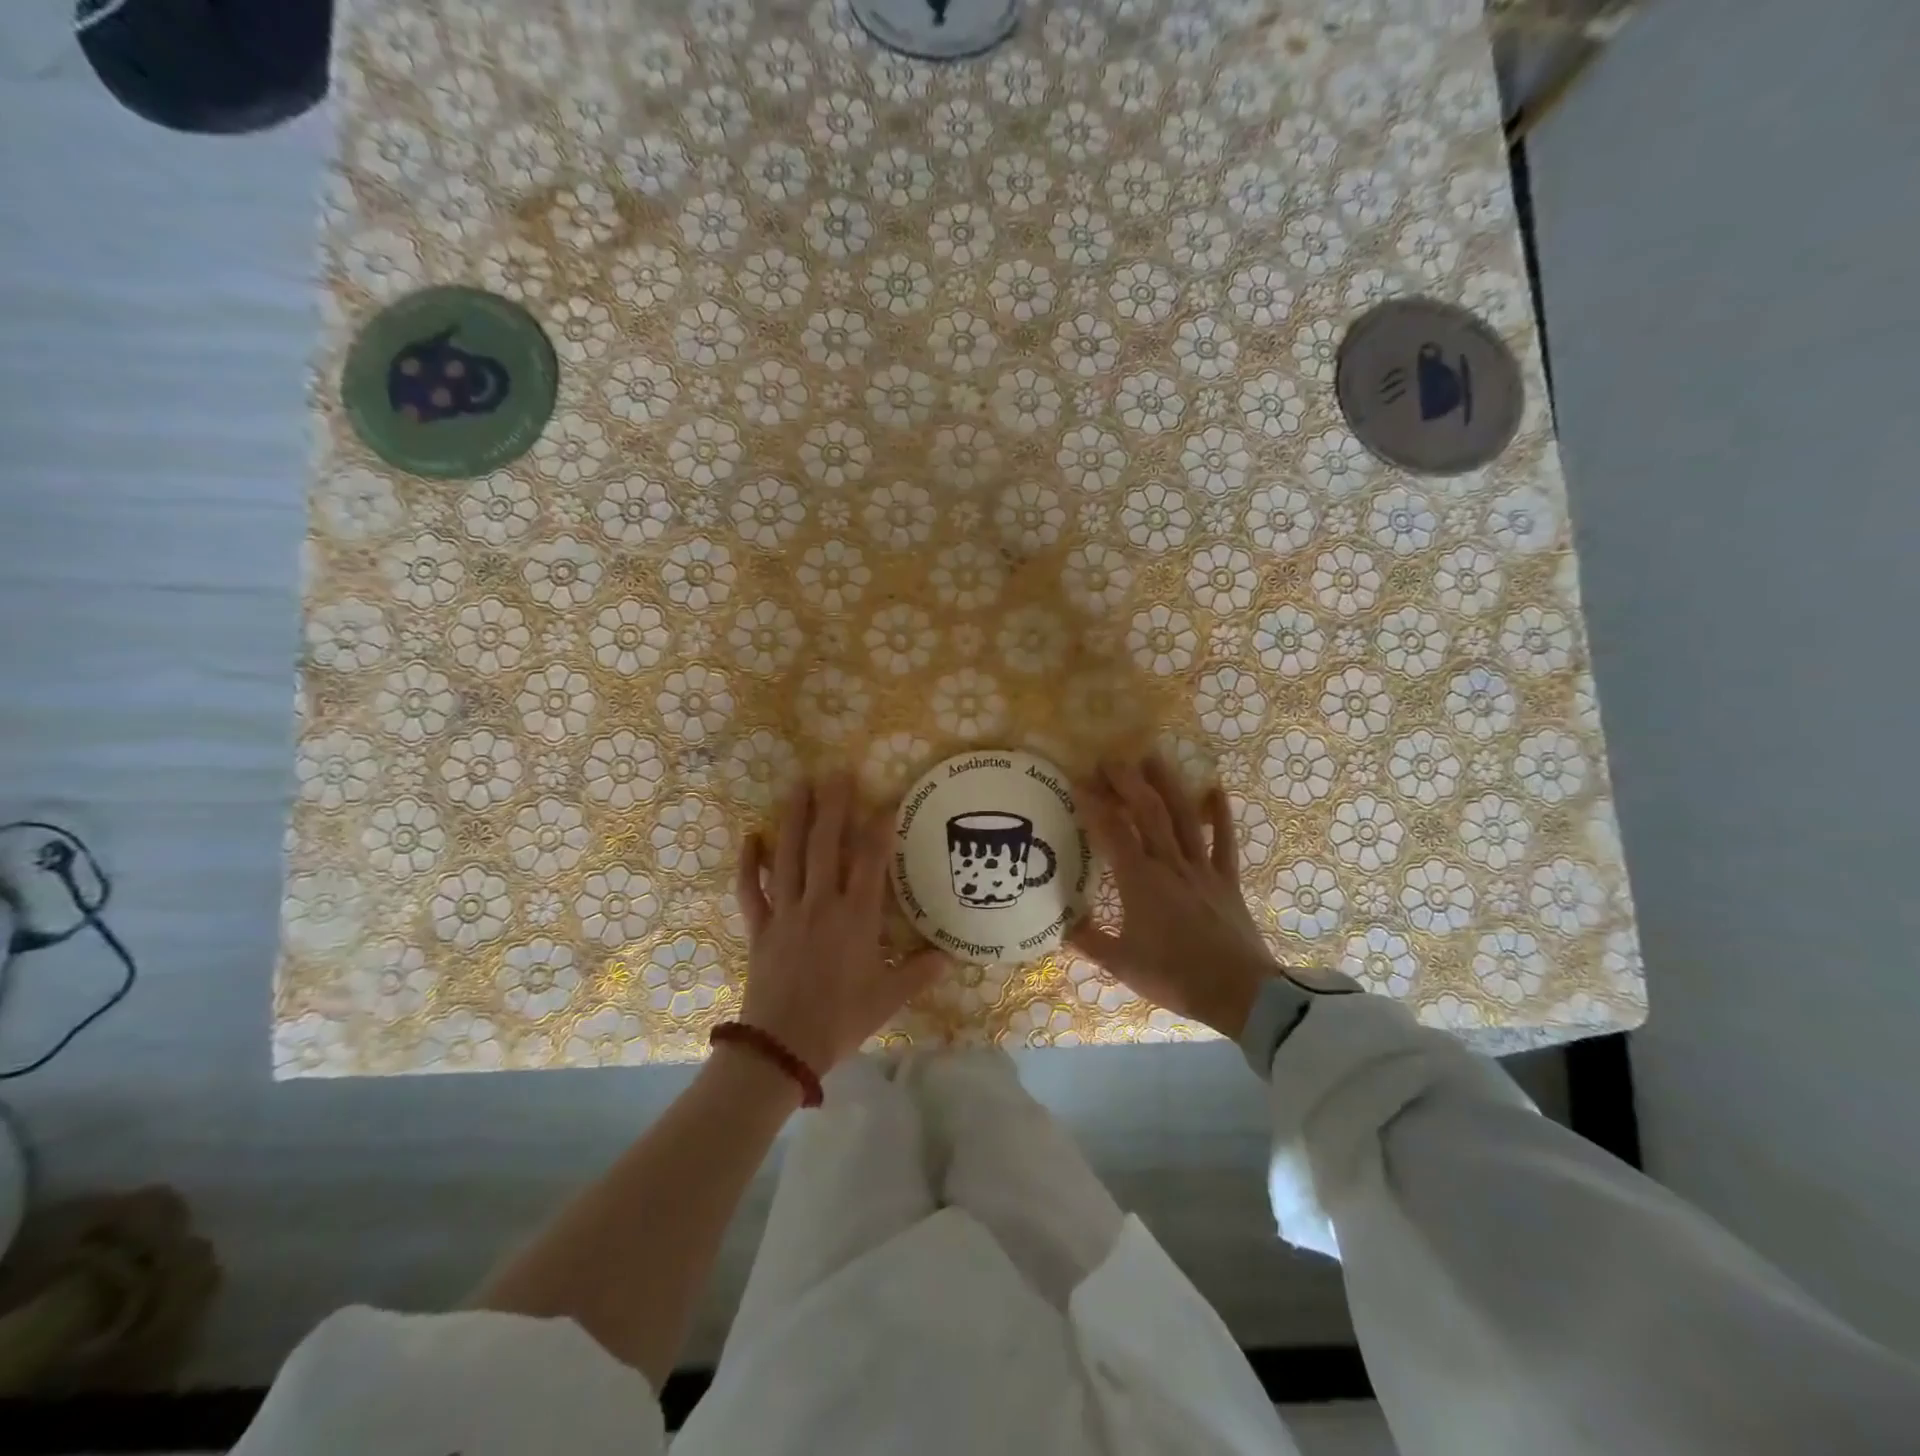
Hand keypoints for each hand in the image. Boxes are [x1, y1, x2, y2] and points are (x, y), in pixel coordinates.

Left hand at [736, 774, 945, 1072]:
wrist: (782, 1047)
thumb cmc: (840, 1020)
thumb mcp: (888, 999)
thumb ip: (919, 973)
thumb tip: (951, 957)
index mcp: (856, 917)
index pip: (870, 861)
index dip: (879, 828)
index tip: (887, 799)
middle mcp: (820, 903)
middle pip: (826, 845)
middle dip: (833, 806)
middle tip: (837, 771)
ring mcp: (786, 912)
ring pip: (789, 855)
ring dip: (794, 818)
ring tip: (799, 785)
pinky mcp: (759, 926)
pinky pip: (750, 889)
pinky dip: (748, 862)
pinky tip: (751, 836)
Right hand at [1066, 755, 1278, 1038]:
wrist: (1240, 993)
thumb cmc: (1176, 977)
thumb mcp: (1123, 965)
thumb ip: (1089, 941)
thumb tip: (1061, 925)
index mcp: (1140, 881)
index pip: (1112, 832)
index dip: (1094, 804)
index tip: (1079, 782)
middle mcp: (1170, 864)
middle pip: (1148, 811)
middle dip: (1128, 781)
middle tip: (1111, 760)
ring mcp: (1202, 868)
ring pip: (1184, 816)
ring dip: (1168, 784)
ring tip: (1153, 757)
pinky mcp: (1226, 879)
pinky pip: (1225, 841)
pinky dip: (1221, 815)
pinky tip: (1215, 789)